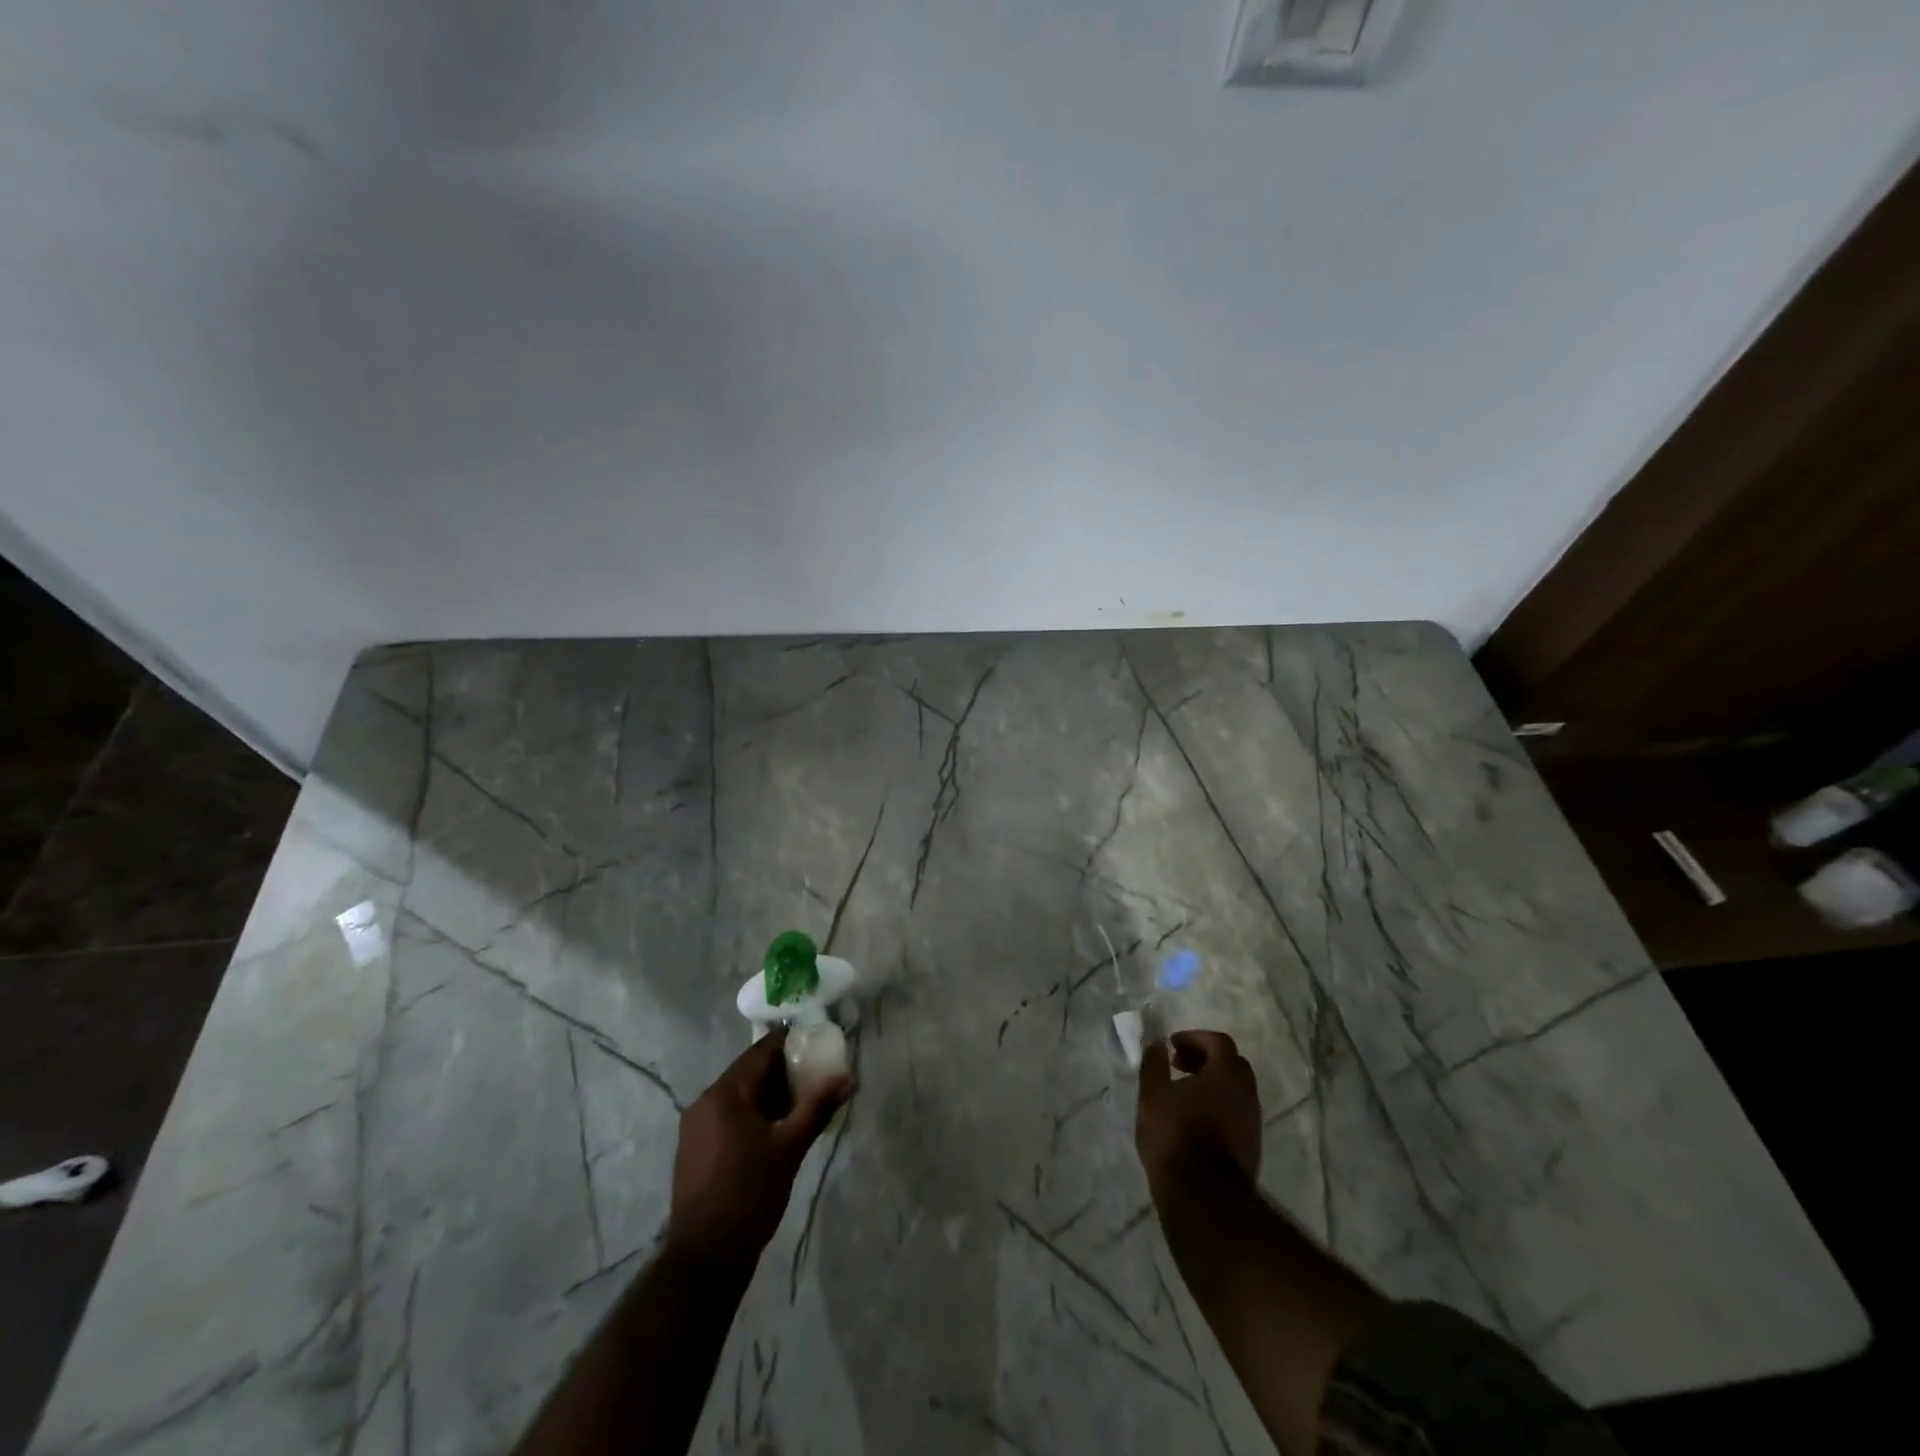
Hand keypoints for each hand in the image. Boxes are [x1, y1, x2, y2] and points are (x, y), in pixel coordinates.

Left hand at [666, 1028, 850, 1265]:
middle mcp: (705, 1102)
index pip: (760, 1051)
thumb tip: (847, 1078)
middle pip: (749, 1072)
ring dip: (768, 1093)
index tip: (816, 1040)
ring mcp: (695, 1127)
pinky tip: (776, 1128)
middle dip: (782, 1070)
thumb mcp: (790, 1148)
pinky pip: (728, 1116)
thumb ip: (817, 1108)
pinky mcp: (694, 1149)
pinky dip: (753, 1113)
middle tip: (816, 1072)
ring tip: (802, 1100)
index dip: (789, 1042)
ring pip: (739, 1095)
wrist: (705, 1258)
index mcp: (725, 1093)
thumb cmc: (749, 1194)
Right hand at [1136, 1030, 1261, 1195]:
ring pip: (1235, 1091)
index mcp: (1227, 1074)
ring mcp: (1253, 1122)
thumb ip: (1155, 1063)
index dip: (1194, 1038)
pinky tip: (1194, 1120)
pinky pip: (1236, 1113)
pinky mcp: (1252, 1147)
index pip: (1218, 1042)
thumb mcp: (1153, 1094)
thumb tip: (1158, 1044)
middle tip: (1178, 1065)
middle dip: (1205, 1059)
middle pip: (1231, 1064)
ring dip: (1212, 1084)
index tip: (1172, 1046)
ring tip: (1183, 1094)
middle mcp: (1247, 1093)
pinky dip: (1217, 1105)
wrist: (1204, 1197)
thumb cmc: (1175, 1135)